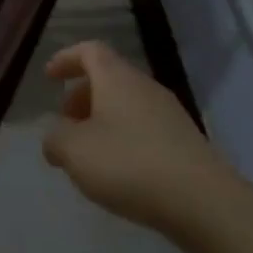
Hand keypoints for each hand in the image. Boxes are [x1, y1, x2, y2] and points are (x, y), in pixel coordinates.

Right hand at [41, 42, 237, 241]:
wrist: (203, 202)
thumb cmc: (129, 164)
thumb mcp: (73, 151)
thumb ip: (55, 138)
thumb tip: (56, 137)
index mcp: (117, 78)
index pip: (90, 50)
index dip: (66, 59)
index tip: (49, 77)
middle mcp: (145, 87)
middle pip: (109, 78)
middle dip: (81, 96)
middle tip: (65, 122)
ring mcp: (170, 114)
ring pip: (127, 104)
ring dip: (102, 119)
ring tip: (87, 152)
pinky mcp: (184, 142)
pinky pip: (144, 127)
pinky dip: (123, 138)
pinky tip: (117, 170)